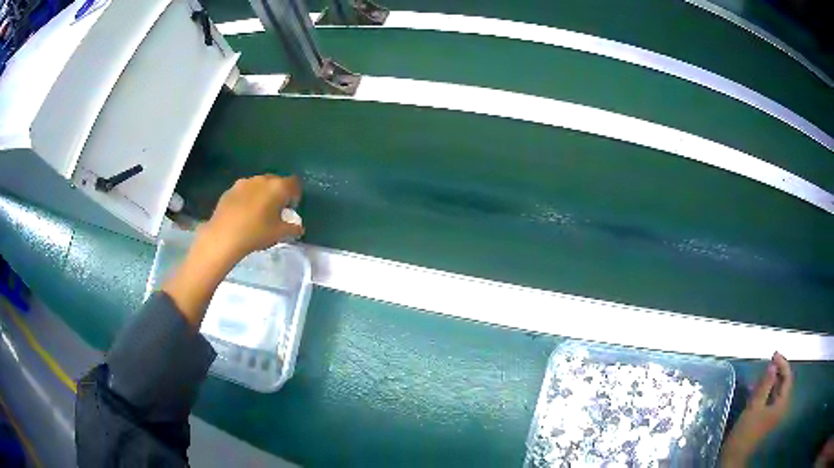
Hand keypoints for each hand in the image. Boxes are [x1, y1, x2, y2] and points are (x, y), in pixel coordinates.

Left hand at [201, 175, 303, 261]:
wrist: (224, 236)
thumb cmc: (256, 233)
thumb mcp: (279, 234)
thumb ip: (293, 228)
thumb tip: (299, 227)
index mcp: (278, 187)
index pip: (294, 183)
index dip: (295, 195)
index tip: (291, 208)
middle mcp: (262, 179)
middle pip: (276, 181)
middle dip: (278, 193)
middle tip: (275, 211)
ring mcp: (244, 182)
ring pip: (259, 185)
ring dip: (262, 194)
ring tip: (258, 212)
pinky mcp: (230, 190)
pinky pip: (244, 191)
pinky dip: (247, 198)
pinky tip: (243, 214)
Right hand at [720, 352, 792, 466]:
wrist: (734, 457)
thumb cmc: (745, 433)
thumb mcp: (754, 408)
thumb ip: (765, 386)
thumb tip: (773, 365)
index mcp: (781, 404)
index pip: (787, 377)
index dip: (782, 364)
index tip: (773, 354)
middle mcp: (780, 407)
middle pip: (783, 384)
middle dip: (776, 372)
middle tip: (767, 362)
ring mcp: (773, 414)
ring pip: (775, 392)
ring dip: (770, 382)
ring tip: (760, 375)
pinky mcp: (765, 419)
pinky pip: (769, 399)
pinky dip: (765, 391)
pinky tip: (756, 390)